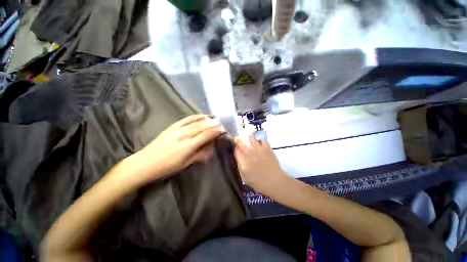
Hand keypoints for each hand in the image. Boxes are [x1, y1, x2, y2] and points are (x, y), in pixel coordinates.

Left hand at [131, 115, 224, 181]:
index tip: (223, 130)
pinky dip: (195, 116)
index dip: (215, 132)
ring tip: (214, 119)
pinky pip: (186, 119)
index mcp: (188, 146)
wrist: (145, 163)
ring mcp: (177, 129)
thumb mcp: (185, 164)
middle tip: (221, 123)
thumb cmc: (166, 167)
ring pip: (195, 122)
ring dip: (206, 120)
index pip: (205, 136)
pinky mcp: (172, 126)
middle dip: (213, 125)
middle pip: (202, 128)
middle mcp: (184, 135)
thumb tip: (211, 150)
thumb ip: (199, 155)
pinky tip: (201, 115)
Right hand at [234, 134, 288, 194]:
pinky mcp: (267, 149)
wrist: (275, 182)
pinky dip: (261, 140)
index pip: (236, 151)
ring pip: (252, 139)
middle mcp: (250, 154)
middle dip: (238, 140)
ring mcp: (259, 150)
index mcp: (243, 162)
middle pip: (241, 144)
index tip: (234, 146)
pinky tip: (260, 142)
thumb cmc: (259, 183)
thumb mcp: (245, 178)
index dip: (234, 148)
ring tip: (249, 136)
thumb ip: (241, 166)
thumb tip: (238, 157)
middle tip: (237, 138)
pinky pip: (263, 141)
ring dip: (250, 137)